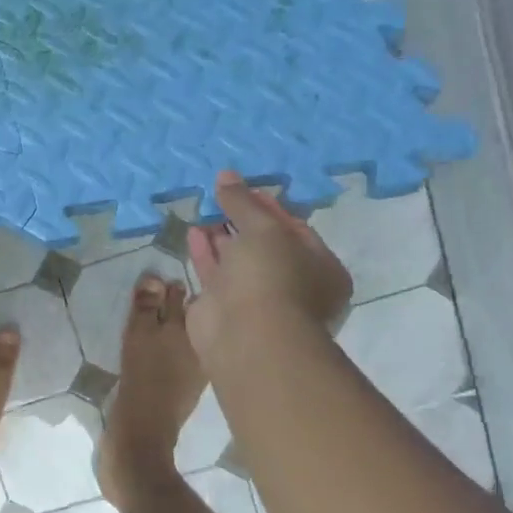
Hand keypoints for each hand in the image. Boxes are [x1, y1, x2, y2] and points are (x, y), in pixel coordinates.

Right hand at [186, 170, 351, 366]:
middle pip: (264, 245)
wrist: (247, 337)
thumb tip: (226, 175)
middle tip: (221, 198)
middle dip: (241, 221)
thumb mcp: (263, 229)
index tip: (245, 188)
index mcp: (320, 268)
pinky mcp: (223, 308)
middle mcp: (291, 284)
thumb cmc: (271, 278)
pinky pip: (214, 274)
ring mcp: (256, 299)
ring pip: (237, 260)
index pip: (294, 229)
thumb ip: (243, 202)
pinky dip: (204, 253)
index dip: (269, 206)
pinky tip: (193, 232)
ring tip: (203, 210)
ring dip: (220, 236)